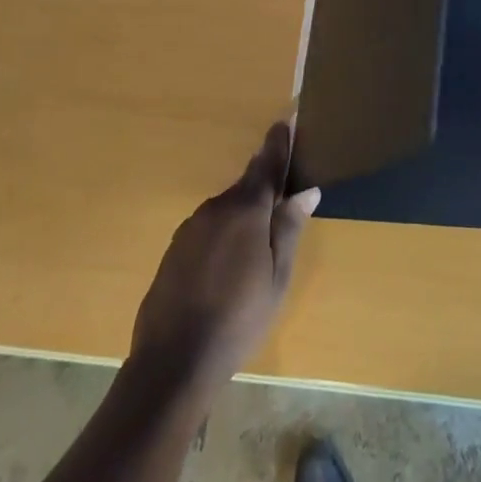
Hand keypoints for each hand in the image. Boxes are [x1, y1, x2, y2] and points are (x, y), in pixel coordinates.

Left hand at [130, 120, 320, 387]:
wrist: (173, 361)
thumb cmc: (239, 317)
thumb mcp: (277, 276)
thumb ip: (289, 228)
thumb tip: (307, 190)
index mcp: (246, 209)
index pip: (266, 164)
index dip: (278, 144)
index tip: (284, 121)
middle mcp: (216, 208)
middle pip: (246, 187)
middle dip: (264, 187)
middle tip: (283, 198)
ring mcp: (191, 228)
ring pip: (226, 209)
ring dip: (244, 215)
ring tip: (258, 243)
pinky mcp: (175, 249)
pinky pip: (208, 229)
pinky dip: (224, 234)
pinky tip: (228, 265)